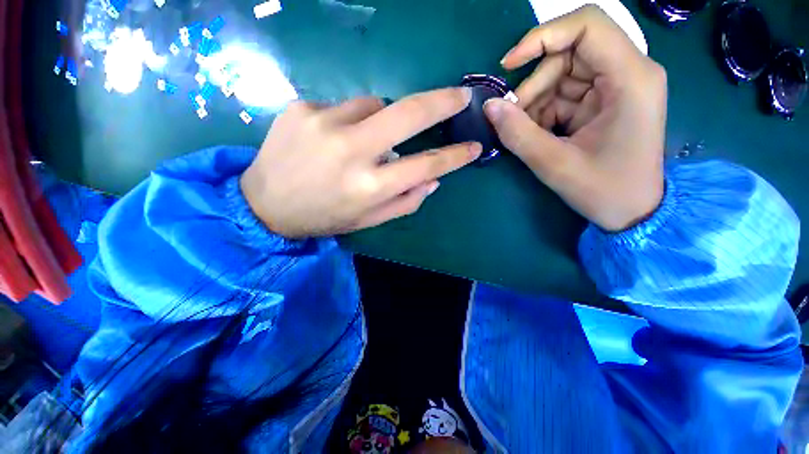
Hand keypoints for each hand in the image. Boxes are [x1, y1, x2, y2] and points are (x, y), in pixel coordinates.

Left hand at [241, 88, 481, 237]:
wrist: (264, 204)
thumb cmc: (325, 216)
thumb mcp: (368, 220)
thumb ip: (405, 201)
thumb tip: (433, 179)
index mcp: (369, 186)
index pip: (426, 165)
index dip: (455, 156)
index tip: (474, 146)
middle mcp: (350, 151)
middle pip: (408, 113)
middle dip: (441, 101)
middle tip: (460, 95)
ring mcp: (323, 122)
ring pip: (375, 104)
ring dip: (381, 119)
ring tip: (362, 140)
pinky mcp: (302, 107)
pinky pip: (344, 105)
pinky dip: (349, 119)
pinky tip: (332, 138)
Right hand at [484, 5, 665, 231]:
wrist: (633, 212)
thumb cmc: (604, 190)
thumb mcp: (555, 164)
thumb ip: (518, 134)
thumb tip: (489, 106)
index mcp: (630, 78)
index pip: (587, 25)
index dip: (542, 36)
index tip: (509, 66)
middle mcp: (628, 72)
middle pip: (568, 54)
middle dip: (534, 85)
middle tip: (513, 119)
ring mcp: (615, 87)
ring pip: (561, 76)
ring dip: (535, 103)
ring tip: (525, 133)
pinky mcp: (604, 102)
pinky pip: (564, 95)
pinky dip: (543, 113)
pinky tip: (538, 135)